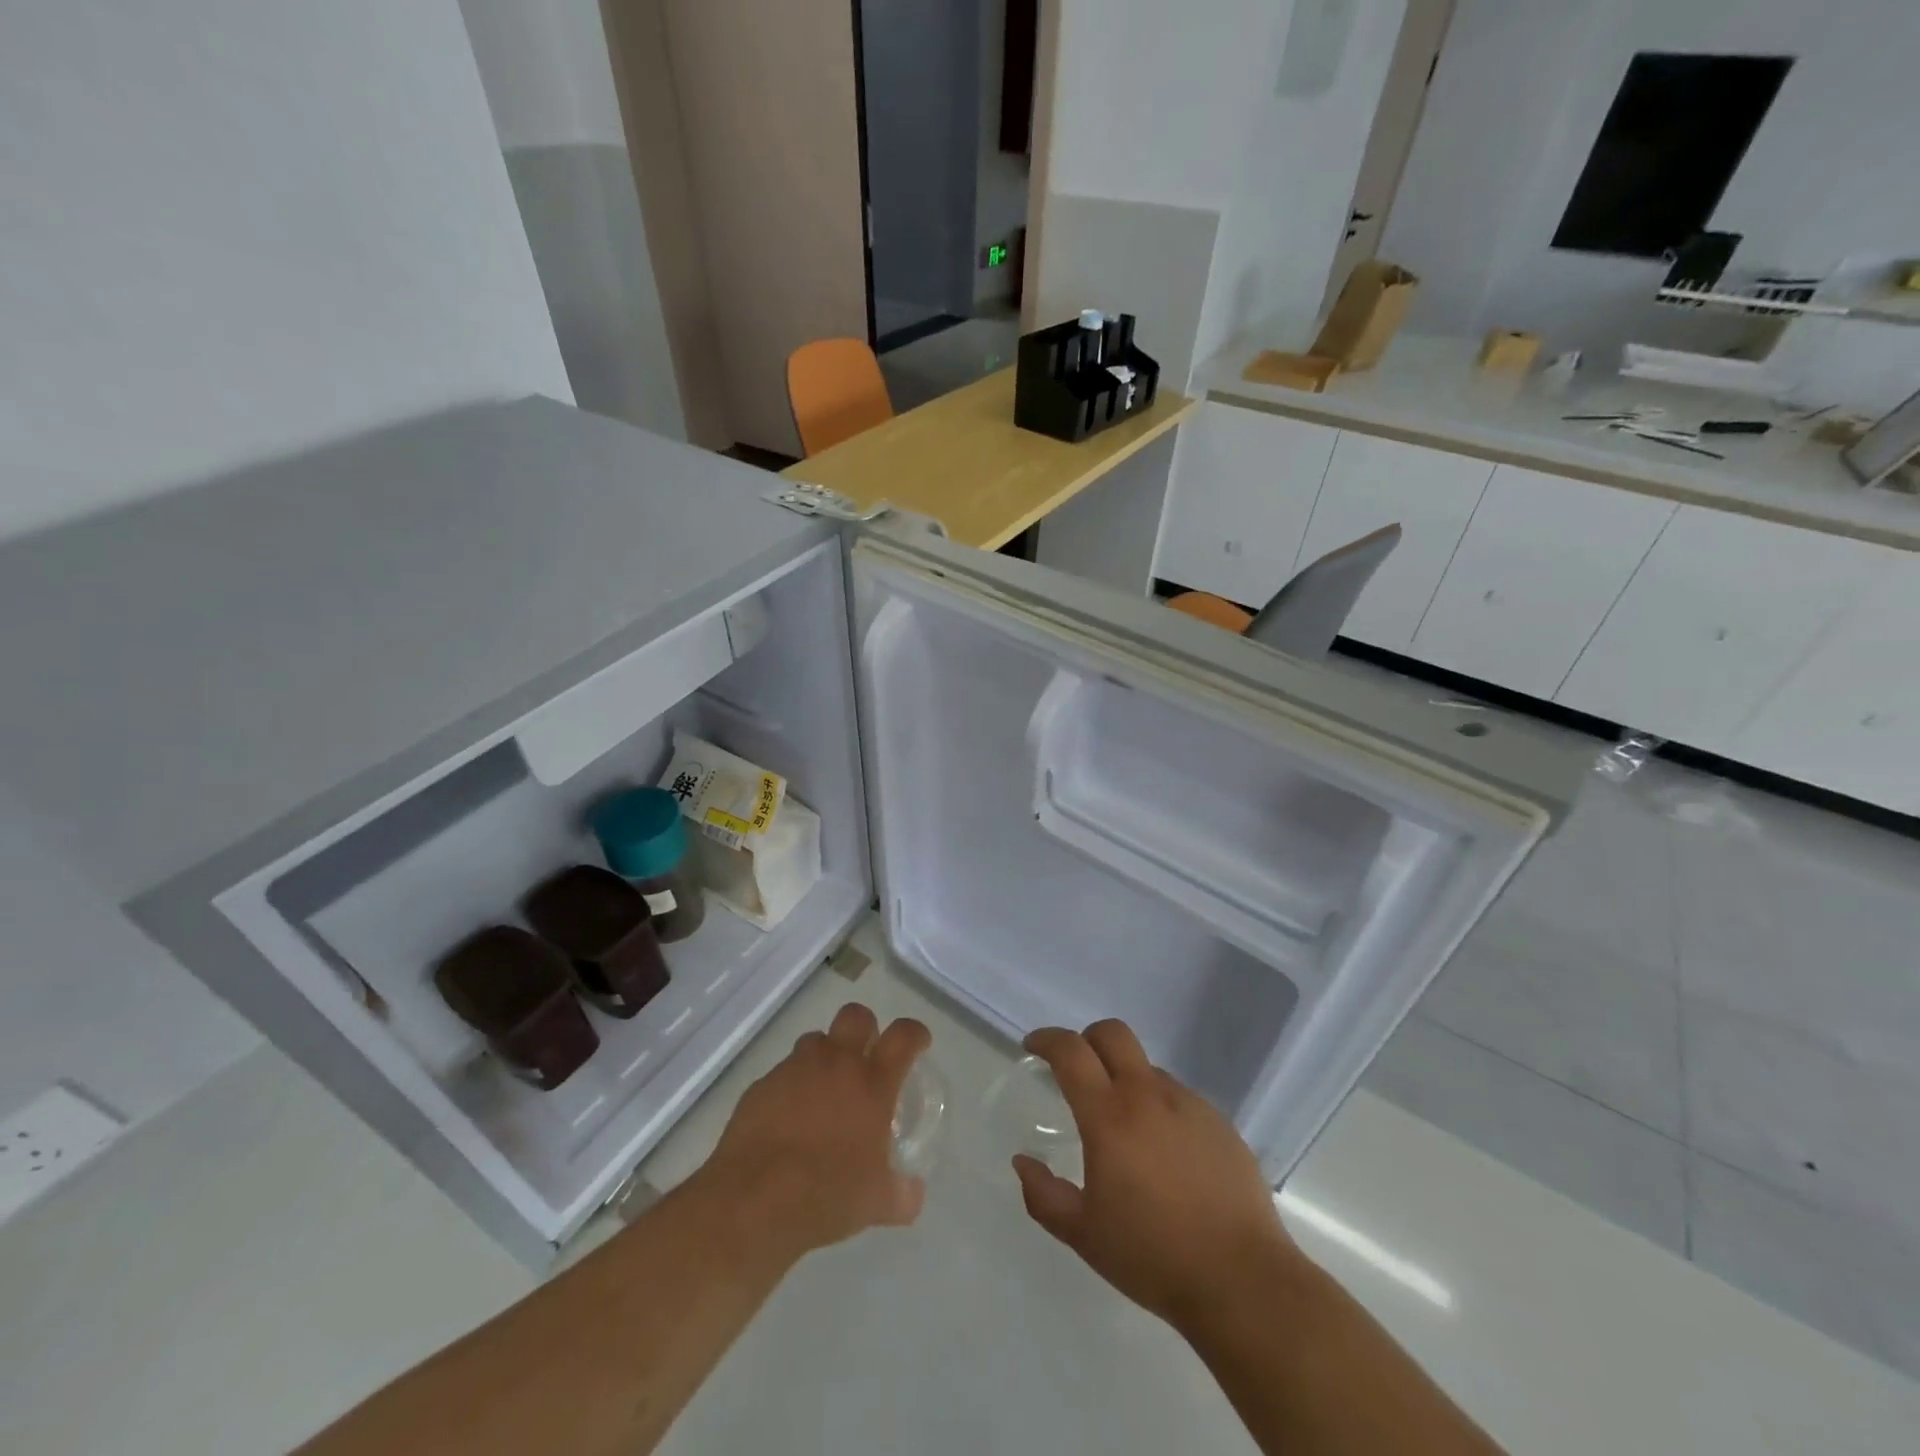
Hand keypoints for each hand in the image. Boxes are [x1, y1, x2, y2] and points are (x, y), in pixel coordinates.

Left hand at [699, 1001, 930, 1264]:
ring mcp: (796, 1069)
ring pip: (816, 1039)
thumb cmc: (827, 1194)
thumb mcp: (877, 1203)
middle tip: (865, 1056)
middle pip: (856, 1016)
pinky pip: (784, 1072)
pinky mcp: (763, 1084)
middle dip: (865, 1028)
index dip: (915, 1033)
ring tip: (825, 1088)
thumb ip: (903, 1193)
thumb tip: (913, 1193)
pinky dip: (792, 1085)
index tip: (918, 1042)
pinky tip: (789, 1117)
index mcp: (872, 1083)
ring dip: (825, 1056)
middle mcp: (836, 1063)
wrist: (754, 1200)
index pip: (903, 1036)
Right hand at [1013, 1020, 1293, 1331]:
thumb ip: (1044, 1195)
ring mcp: (1189, 1105)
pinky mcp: (1220, 1122)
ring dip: (1126, 1080)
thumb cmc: (1153, 1257)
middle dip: (1087, 1039)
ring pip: (1147, 1068)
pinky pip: (1179, 1098)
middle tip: (1077, 1069)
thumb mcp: (1083, 1235)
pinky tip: (1166, 1154)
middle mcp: (1148, 1096)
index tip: (1033, 1046)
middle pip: (1113, 1033)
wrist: (1243, 1282)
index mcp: (1109, 1116)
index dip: (1047, 1039)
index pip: (1071, 1051)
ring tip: (1126, 1130)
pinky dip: (1160, 1109)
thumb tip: (1023, 1161)